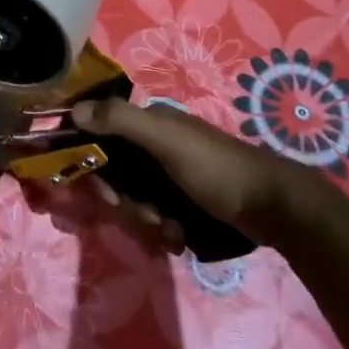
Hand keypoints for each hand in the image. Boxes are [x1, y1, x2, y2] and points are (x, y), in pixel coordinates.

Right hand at [71, 97, 313, 247]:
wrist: (275, 208)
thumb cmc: (216, 168)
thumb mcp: (166, 140)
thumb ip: (120, 121)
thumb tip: (74, 111)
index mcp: (151, 124)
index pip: (103, 139)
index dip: (97, 167)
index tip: (106, 193)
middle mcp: (158, 146)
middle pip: (119, 176)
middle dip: (127, 202)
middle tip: (147, 215)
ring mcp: (174, 175)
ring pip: (137, 200)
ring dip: (147, 220)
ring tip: (171, 230)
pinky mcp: (188, 202)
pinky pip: (159, 216)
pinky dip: (165, 230)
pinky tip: (180, 237)